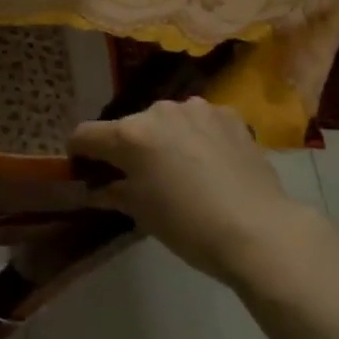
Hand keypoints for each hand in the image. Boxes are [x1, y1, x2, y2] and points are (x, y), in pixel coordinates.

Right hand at [69, 98, 314, 282]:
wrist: (260, 229)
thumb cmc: (189, 226)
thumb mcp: (142, 213)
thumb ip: (112, 193)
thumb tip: (94, 190)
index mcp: (129, 135)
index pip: (85, 135)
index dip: (78, 151)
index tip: (82, 167)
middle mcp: (158, 111)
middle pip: (129, 126)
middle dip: (128, 147)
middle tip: (139, 176)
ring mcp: (195, 109)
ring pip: (166, 120)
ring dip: (164, 138)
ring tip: (180, 169)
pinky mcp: (227, 115)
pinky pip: (199, 122)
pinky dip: (196, 136)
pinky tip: (210, 162)